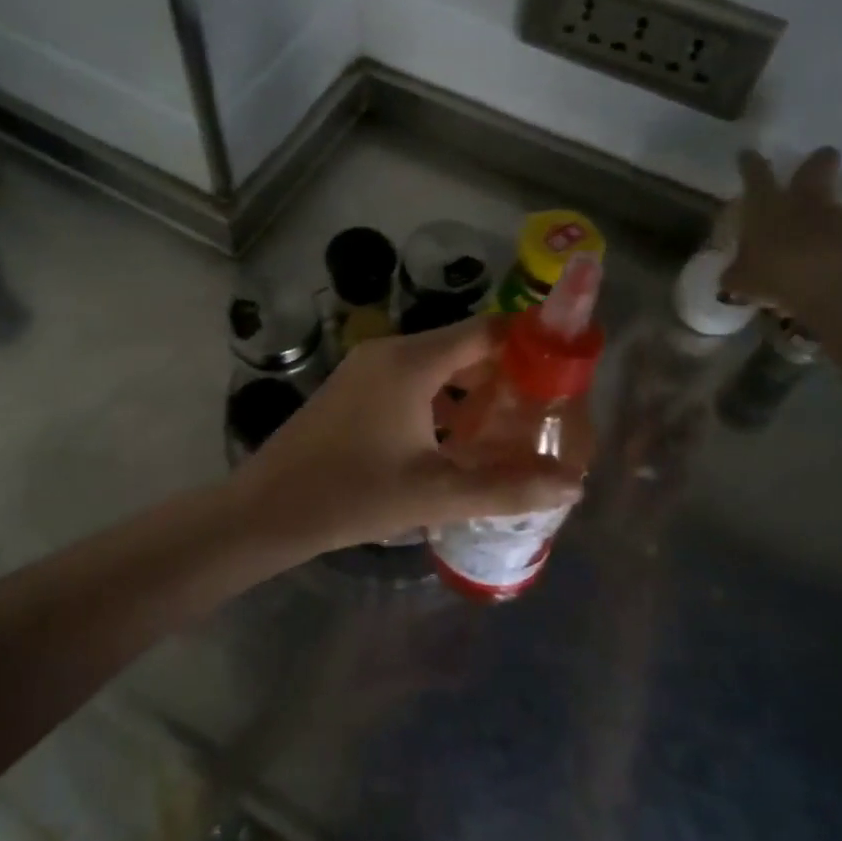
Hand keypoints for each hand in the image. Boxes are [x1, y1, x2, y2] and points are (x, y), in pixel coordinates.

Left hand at [231, 317, 584, 556]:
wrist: (267, 510)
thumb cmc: (352, 495)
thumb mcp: (436, 494)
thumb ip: (507, 488)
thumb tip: (574, 483)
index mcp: (411, 361)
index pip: (487, 331)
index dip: (529, 348)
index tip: (562, 379)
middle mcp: (389, 352)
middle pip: (464, 348)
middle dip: (504, 379)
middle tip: (539, 416)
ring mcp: (365, 370)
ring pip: (436, 368)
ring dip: (471, 395)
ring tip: (505, 434)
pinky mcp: (351, 391)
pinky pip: (410, 383)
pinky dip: (439, 404)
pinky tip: (455, 444)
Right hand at [721, 147, 841, 332]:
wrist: (838, 288)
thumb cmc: (777, 274)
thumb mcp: (742, 281)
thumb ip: (736, 274)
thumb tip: (732, 276)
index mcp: (767, 206)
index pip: (756, 175)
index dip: (750, 164)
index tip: (747, 155)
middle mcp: (803, 202)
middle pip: (816, 166)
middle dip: (817, 161)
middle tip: (818, 158)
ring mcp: (836, 217)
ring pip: (830, 203)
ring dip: (822, 211)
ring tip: (809, 235)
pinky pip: (841, 234)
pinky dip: (832, 243)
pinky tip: (822, 262)